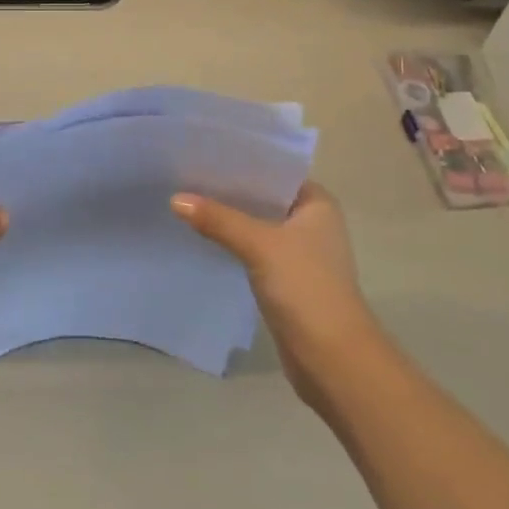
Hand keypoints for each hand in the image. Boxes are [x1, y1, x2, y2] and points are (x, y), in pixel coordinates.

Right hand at [172, 183, 379, 402]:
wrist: (332, 358)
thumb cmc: (305, 287)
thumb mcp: (259, 245)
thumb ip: (218, 220)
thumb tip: (175, 199)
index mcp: (317, 203)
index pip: (274, 170)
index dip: (241, 162)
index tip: (203, 151)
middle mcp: (311, 222)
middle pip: (263, 197)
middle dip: (229, 190)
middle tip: (186, 174)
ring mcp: (299, 252)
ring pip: (256, 224)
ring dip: (228, 218)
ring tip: (187, 200)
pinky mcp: (285, 279)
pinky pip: (253, 250)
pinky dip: (232, 243)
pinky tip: (202, 236)